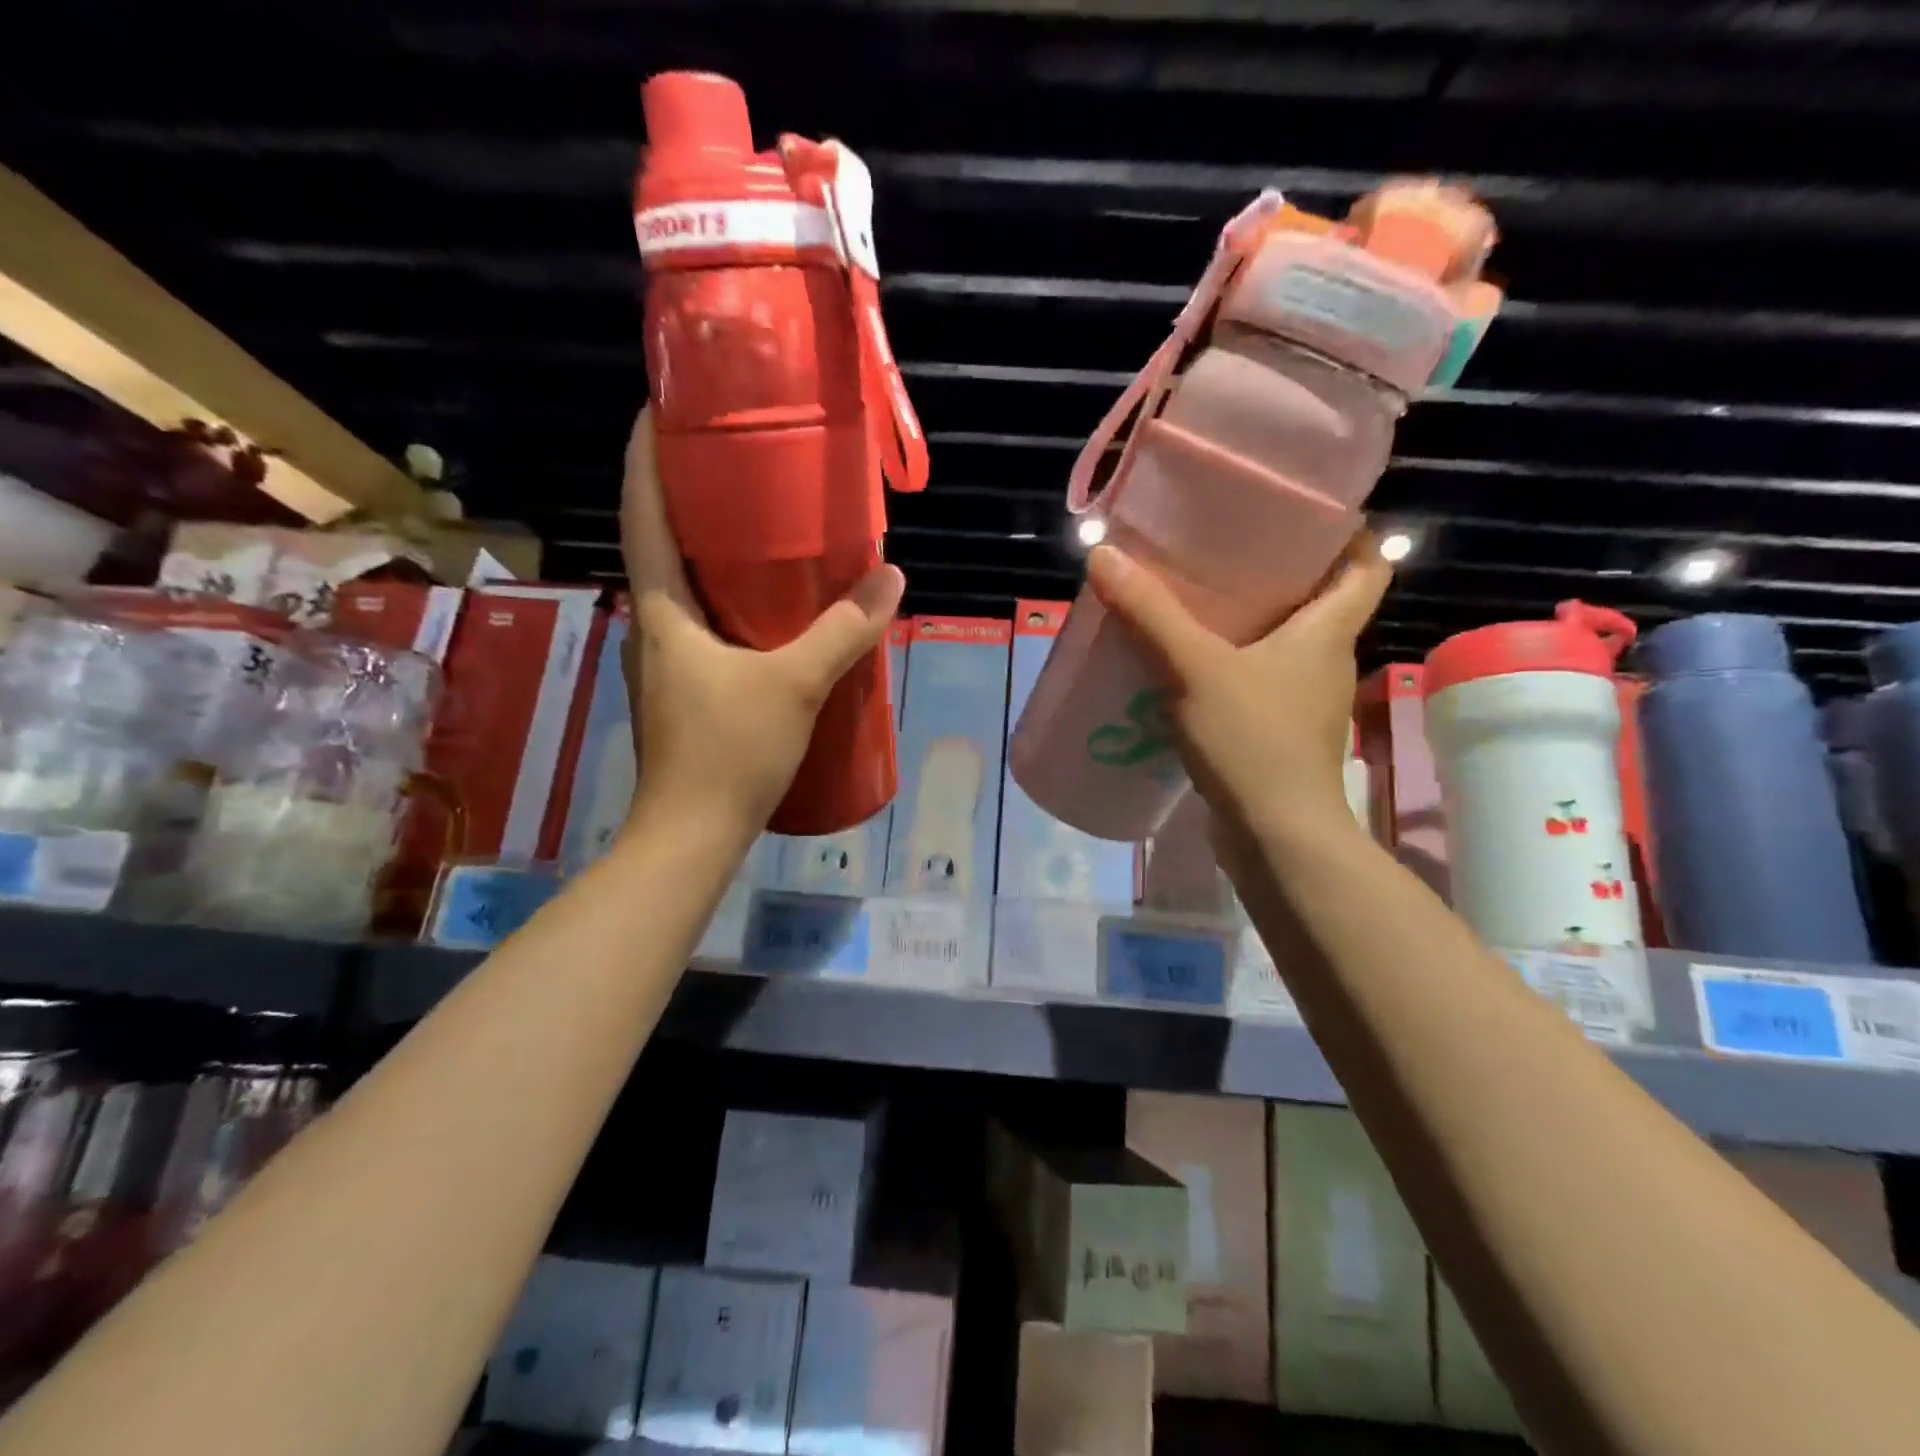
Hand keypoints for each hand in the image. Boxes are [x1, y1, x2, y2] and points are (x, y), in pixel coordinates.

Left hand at [619, 410, 904, 838]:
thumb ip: (843, 630)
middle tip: (736, 458)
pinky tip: (769, 606)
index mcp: (662, 608)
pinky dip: (728, 598)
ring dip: (710, 549)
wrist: (692, 834)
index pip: (641, 512)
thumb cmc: (729, 752)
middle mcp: (653, 624)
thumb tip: (891, 578)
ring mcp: (666, 660)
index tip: (660, 406)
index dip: (644, 454)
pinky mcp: (685, 689)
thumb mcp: (796, 683)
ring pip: (683, 586)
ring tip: (758, 522)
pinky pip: (703, 623)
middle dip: (687, 494)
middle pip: (661, 541)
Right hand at [1086, 532, 1389, 841]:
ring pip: (1283, 644)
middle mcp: (1326, 661)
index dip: (1345, 535)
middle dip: (1278, 573)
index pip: (1367, 566)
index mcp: (1328, 631)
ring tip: (1194, 601)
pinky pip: (1257, 682)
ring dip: (1248, 623)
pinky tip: (1185, 667)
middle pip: (1318, 600)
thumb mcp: (1195, 669)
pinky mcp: (1278, 734)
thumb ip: (1150, 613)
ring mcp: (1303, 702)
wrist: (1275, 837)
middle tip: (1222, 549)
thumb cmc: (1253, 741)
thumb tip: (1103, 554)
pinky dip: (1230, 667)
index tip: (1301, 517)